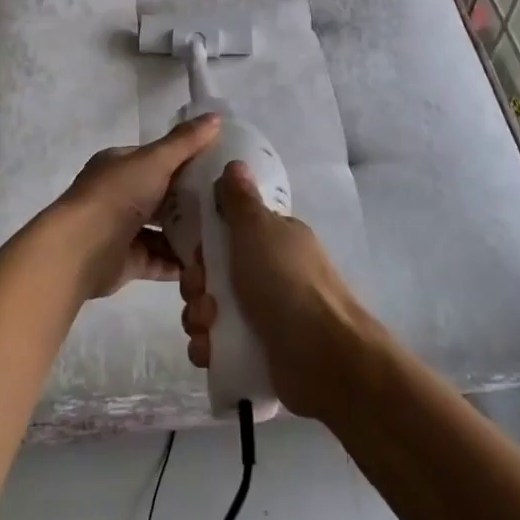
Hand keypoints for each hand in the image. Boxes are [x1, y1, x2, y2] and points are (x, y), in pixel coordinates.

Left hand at [54, 114, 220, 299]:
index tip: (220, 169)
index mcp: (120, 166)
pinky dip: (180, 262)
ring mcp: (122, 231)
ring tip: (224, 234)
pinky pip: (160, 260)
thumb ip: (185, 142)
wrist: (81, 249)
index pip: (158, 160)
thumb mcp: (155, 160)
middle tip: (228, 204)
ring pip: (162, 230)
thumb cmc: (117, 195)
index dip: (187, 162)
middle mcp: (119, 196)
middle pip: (162, 197)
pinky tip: (208, 261)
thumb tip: (216, 117)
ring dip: (189, 234)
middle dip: (191, 202)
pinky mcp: (128, 262)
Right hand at [179, 161, 379, 417]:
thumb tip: (235, 163)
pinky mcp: (256, 351)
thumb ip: (240, 201)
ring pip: (210, 310)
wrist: (322, 356)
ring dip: (199, 318)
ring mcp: (264, 315)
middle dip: (197, 286)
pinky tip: (210, 351)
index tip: (197, 255)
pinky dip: (208, 347)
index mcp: (273, 241)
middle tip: (204, 296)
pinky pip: (217, 345)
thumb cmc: (286, 283)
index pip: (227, 235)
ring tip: (209, 328)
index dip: (205, 245)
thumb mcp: (259, 230)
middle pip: (212, 274)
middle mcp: (269, 274)